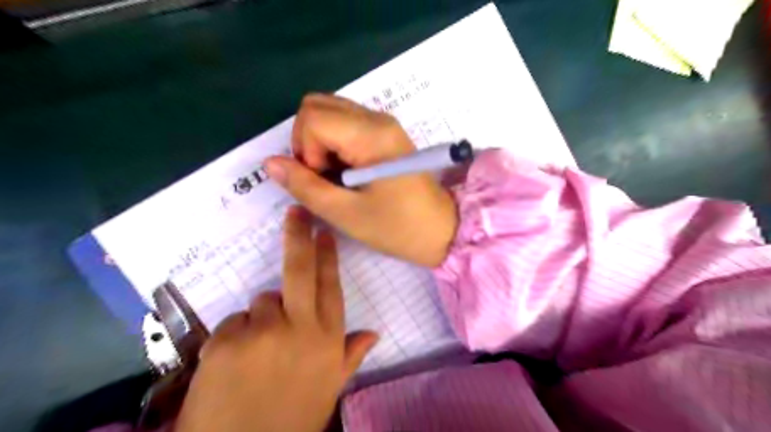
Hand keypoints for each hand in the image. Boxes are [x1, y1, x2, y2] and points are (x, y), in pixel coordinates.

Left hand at [175, 207, 377, 431]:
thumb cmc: (292, 416)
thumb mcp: (329, 388)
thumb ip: (350, 356)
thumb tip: (373, 333)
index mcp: (327, 339)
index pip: (330, 286)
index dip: (328, 257)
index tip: (325, 232)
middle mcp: (300, 327)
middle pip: (299, 271)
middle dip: (299, 237)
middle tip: (297, 212)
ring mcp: (263, 331)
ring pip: (262, 301)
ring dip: (261, 316)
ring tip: (257, 350)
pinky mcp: (227, 340)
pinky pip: (234, 322)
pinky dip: (235, 335)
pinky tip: (235, 362)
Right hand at [266, 92, 455, 265]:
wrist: (441, 230)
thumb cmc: (397, 227)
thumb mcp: (345, 213)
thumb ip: (304, 186)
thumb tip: (269, 163)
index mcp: (372, 135)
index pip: (312, 116)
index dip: (305, 150)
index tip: (323, 180)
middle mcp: (378, 118)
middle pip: (317, 105)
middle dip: (308, 141)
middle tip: (323, 176)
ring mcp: (383, 123)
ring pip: (329, 112)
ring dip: (320, 142)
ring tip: (335, 176)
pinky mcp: (385, 133)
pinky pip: (345, 123)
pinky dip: (334, 143)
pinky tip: (347, 171)